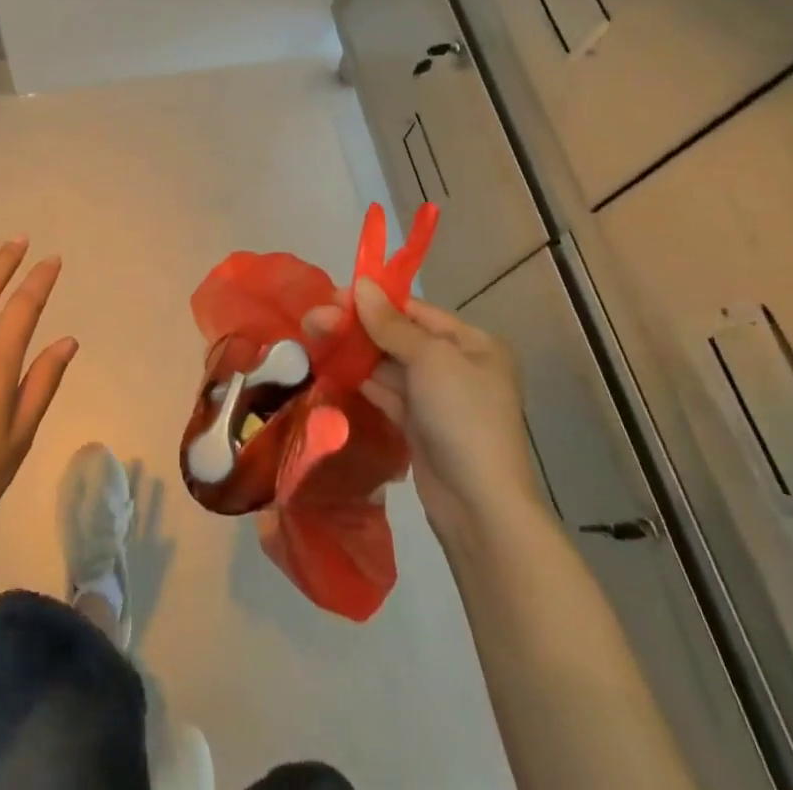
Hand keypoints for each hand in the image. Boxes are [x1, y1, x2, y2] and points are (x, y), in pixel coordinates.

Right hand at [313, 280, 543, 545]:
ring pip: (388, 365)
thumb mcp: (430, 360)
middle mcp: (457, 366)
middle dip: (357, 326)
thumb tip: (361, 284)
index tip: (333, 296)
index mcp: (473, 344)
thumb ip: (391, 324)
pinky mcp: (418, 425)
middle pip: (399, 336)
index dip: (374, 301)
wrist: (479, 506)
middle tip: (314, 319)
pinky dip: (360, 379)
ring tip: (314, 337)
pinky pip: (385, 391)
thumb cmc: (462, 417)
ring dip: (353, 351)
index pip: (417, 311)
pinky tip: (329, 367)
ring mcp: (437, 398)